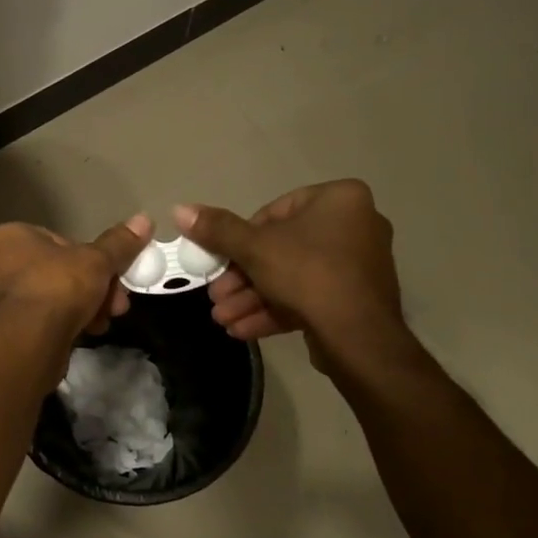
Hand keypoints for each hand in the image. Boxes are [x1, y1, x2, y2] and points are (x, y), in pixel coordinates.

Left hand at [0, 215, 153, 342]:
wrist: (26, 343)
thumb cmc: (57, 288)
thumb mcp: (97, 261)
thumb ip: (119, 243)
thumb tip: (144, 219)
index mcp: (9, 238)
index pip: (58, 241)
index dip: (90, 259)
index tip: (112, 275)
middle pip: (56, 272)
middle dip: (91, 288)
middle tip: (116, 304)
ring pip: (49, 299)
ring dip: (81, 309)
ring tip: (103, 322)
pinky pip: (37, 323)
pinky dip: (61, 327)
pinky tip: (82, 335)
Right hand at [175, 182, 409, 377]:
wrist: (358, 337)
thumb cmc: (307, 274)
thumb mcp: (253, 248)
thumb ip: (217, 229)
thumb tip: (179, 209)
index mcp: (339, 200)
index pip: (274, 212)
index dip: (240, 240)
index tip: (221, 263)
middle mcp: (355, 225)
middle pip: (280, 249)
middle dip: (242, 278)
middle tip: (217, 297)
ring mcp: (357, 265)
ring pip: (291, 277)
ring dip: (252, 298)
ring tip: (223, 318)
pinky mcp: (355, 299)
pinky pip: (308, 297)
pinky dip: (275, 310)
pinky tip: (242, 330)